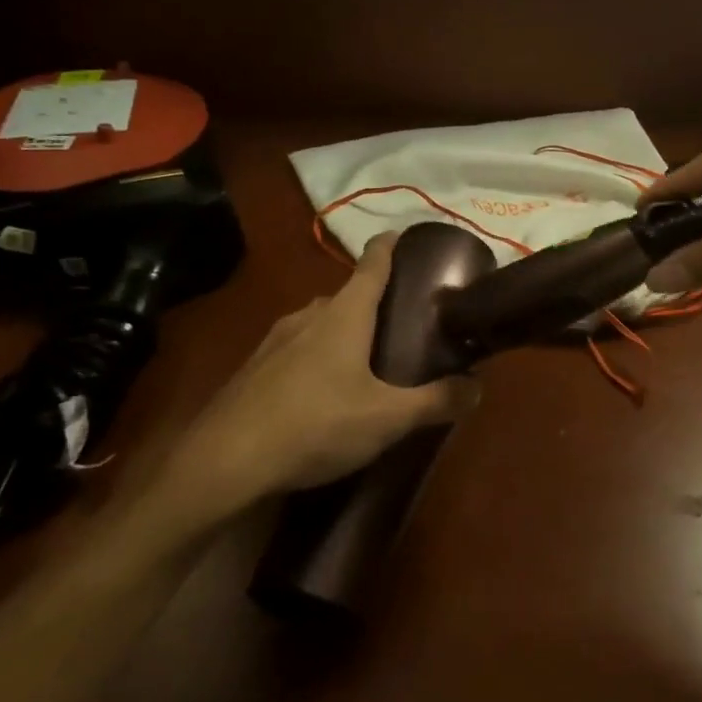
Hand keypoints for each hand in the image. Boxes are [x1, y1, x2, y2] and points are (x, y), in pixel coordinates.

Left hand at [141, 235, 479, 540]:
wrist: (222, 462)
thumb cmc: (315, 424)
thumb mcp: (387, 418)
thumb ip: (436, 401)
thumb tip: (478, 385)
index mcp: (345, 313)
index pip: (373, 261)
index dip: (392, 245)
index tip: (409, 239)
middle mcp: (309, 314)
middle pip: (348, 293)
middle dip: (375, 301)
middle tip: (404, 323)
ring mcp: (276, 339)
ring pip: (320, 322)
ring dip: (345, 330)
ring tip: (367, 360)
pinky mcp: (254, 368)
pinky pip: (296, 348)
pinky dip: (317, 355)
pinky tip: (322, 391)